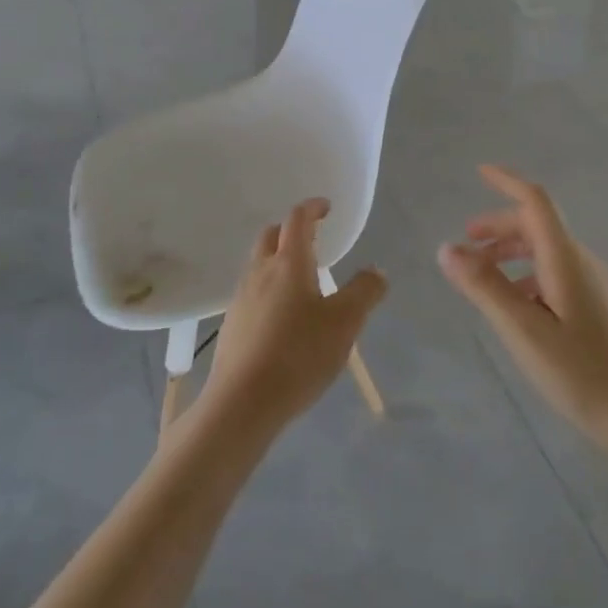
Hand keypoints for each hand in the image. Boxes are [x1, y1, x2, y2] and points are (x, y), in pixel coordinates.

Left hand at [199, 199, 387, 436]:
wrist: (242, 401)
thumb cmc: (299, 354)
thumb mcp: (345, 323)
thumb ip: (364, 292)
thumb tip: (375, 271)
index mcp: (289, 263)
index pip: (297, 220)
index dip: (312, 208)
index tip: (326, 207)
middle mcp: (260, 272)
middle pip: (271, 235)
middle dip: (290, 229)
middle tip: (312, 238)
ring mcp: (241, 298)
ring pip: (258, 264)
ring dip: (278, 259)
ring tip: (302, 279)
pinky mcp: (232, 324)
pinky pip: (252, 292)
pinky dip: (269, 288)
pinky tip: (283, 315)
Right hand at [438, 165, 607, 456]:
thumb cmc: (580, 373)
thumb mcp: (522, 330)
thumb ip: (484, 286)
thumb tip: (446, 247)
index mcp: (566, 259)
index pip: (536, 201)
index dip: (508, 181)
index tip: (479, 171)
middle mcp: (583, 262)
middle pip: (538, 225)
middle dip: (499, 226)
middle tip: (465, 244)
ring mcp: (594, 285)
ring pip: (546, 250)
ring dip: (511, 252)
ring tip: (481, 275)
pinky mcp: (598, 307)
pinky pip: (556, 272)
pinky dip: (526, 274)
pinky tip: (514, 305)